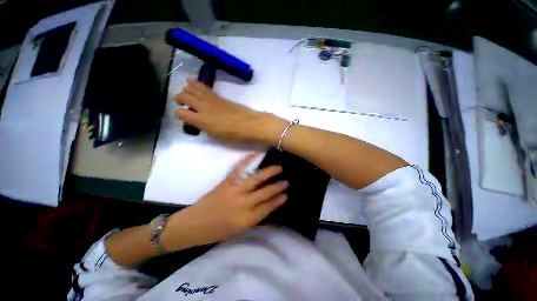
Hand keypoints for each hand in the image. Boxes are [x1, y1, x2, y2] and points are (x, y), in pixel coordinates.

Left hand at [161, 153, 288, 248]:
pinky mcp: (225, 183)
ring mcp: (233, 191)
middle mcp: (242, 205)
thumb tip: (267, 207)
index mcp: (245, 220)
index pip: (267, 207)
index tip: (286, 195)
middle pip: (264, 193)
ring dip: (268, 173)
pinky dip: (247, 160)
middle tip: (287, 181)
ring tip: (278, 168)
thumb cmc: (214, 232)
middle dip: (277, 187)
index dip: (278, 200)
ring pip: (255, 179)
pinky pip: (238, 170)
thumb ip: (253, 219)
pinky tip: (255, 154)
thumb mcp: (237, 231)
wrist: (191, 226)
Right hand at [174, 80, 286, 143]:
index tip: (183, 116)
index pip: (180, 113)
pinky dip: (196, 84)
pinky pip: (203, 87)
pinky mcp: (218, 96)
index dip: (179, 114)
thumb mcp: (216, 134)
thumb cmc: (234, 134)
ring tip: (186, 93)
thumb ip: (204, 126)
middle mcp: (202, 107)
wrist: (249, 124)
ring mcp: (210, 99)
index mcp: (201, 120)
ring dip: (186, 89)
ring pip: (191, 88)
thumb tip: (198, 120)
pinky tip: (193, 83)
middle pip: (182, 96)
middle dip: (179, 98)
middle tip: (181, 102)